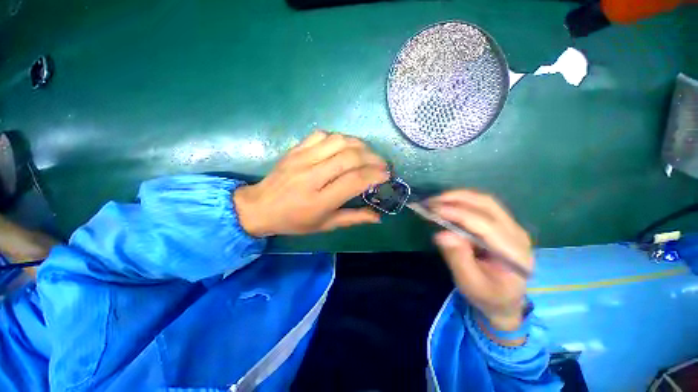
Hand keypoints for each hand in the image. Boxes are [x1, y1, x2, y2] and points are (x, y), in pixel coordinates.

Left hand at [234, 131, 388, 236]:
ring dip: (359, 145)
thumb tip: (378, 216)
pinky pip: (322, 135)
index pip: (354, 181)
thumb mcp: (324, 225)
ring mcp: (302, 159)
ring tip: (368, 154)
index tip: (387, 174)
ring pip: (338, 141)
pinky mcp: (296, 149)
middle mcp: (312, 176)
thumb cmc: (294, 221)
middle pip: (349, 157)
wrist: (260, 206)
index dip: (374, 175)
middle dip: (372, 158)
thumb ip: (353, 218)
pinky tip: (345, 147)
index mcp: (319, 201)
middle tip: (382, 163)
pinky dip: (339, 138)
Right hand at [428, 190, 533, 331]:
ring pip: (485, 201)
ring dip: (458, 197)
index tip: (433, 209)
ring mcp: (512, 227)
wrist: (506, 301)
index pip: (484, 224)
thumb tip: (442, 234)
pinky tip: (448, 205)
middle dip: (457, 199)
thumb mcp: (470, 284)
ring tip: (436, 201)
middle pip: (487, 205)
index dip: (457, 213)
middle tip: (431, 201)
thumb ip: (458, 259)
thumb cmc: (487, 296)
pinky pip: (483, 206)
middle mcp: (517, 234)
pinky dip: (462, 202)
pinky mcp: (503, 225)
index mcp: (513, 252)